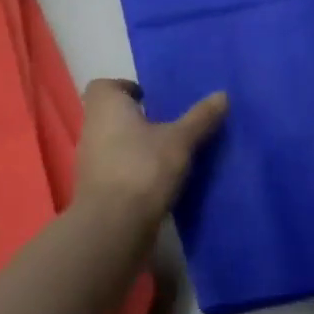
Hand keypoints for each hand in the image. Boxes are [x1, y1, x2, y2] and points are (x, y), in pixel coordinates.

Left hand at [71, 79, 227, 232]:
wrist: (113, 228)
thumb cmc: (143, 168)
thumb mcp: (180, 140)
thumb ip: (200, 117)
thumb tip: (223, 94)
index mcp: (106, 107)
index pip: (104, 85)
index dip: (126, 87)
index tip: (151, 98)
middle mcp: (91, 129)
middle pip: (110, 115)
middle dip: (136, 118)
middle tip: (168, 122)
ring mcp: (90, 162)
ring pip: (113, 143)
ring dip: (135, 145)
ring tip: (169, 151)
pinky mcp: (96, 190)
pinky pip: (116, 169)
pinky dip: (133, 170)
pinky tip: (159, 178)